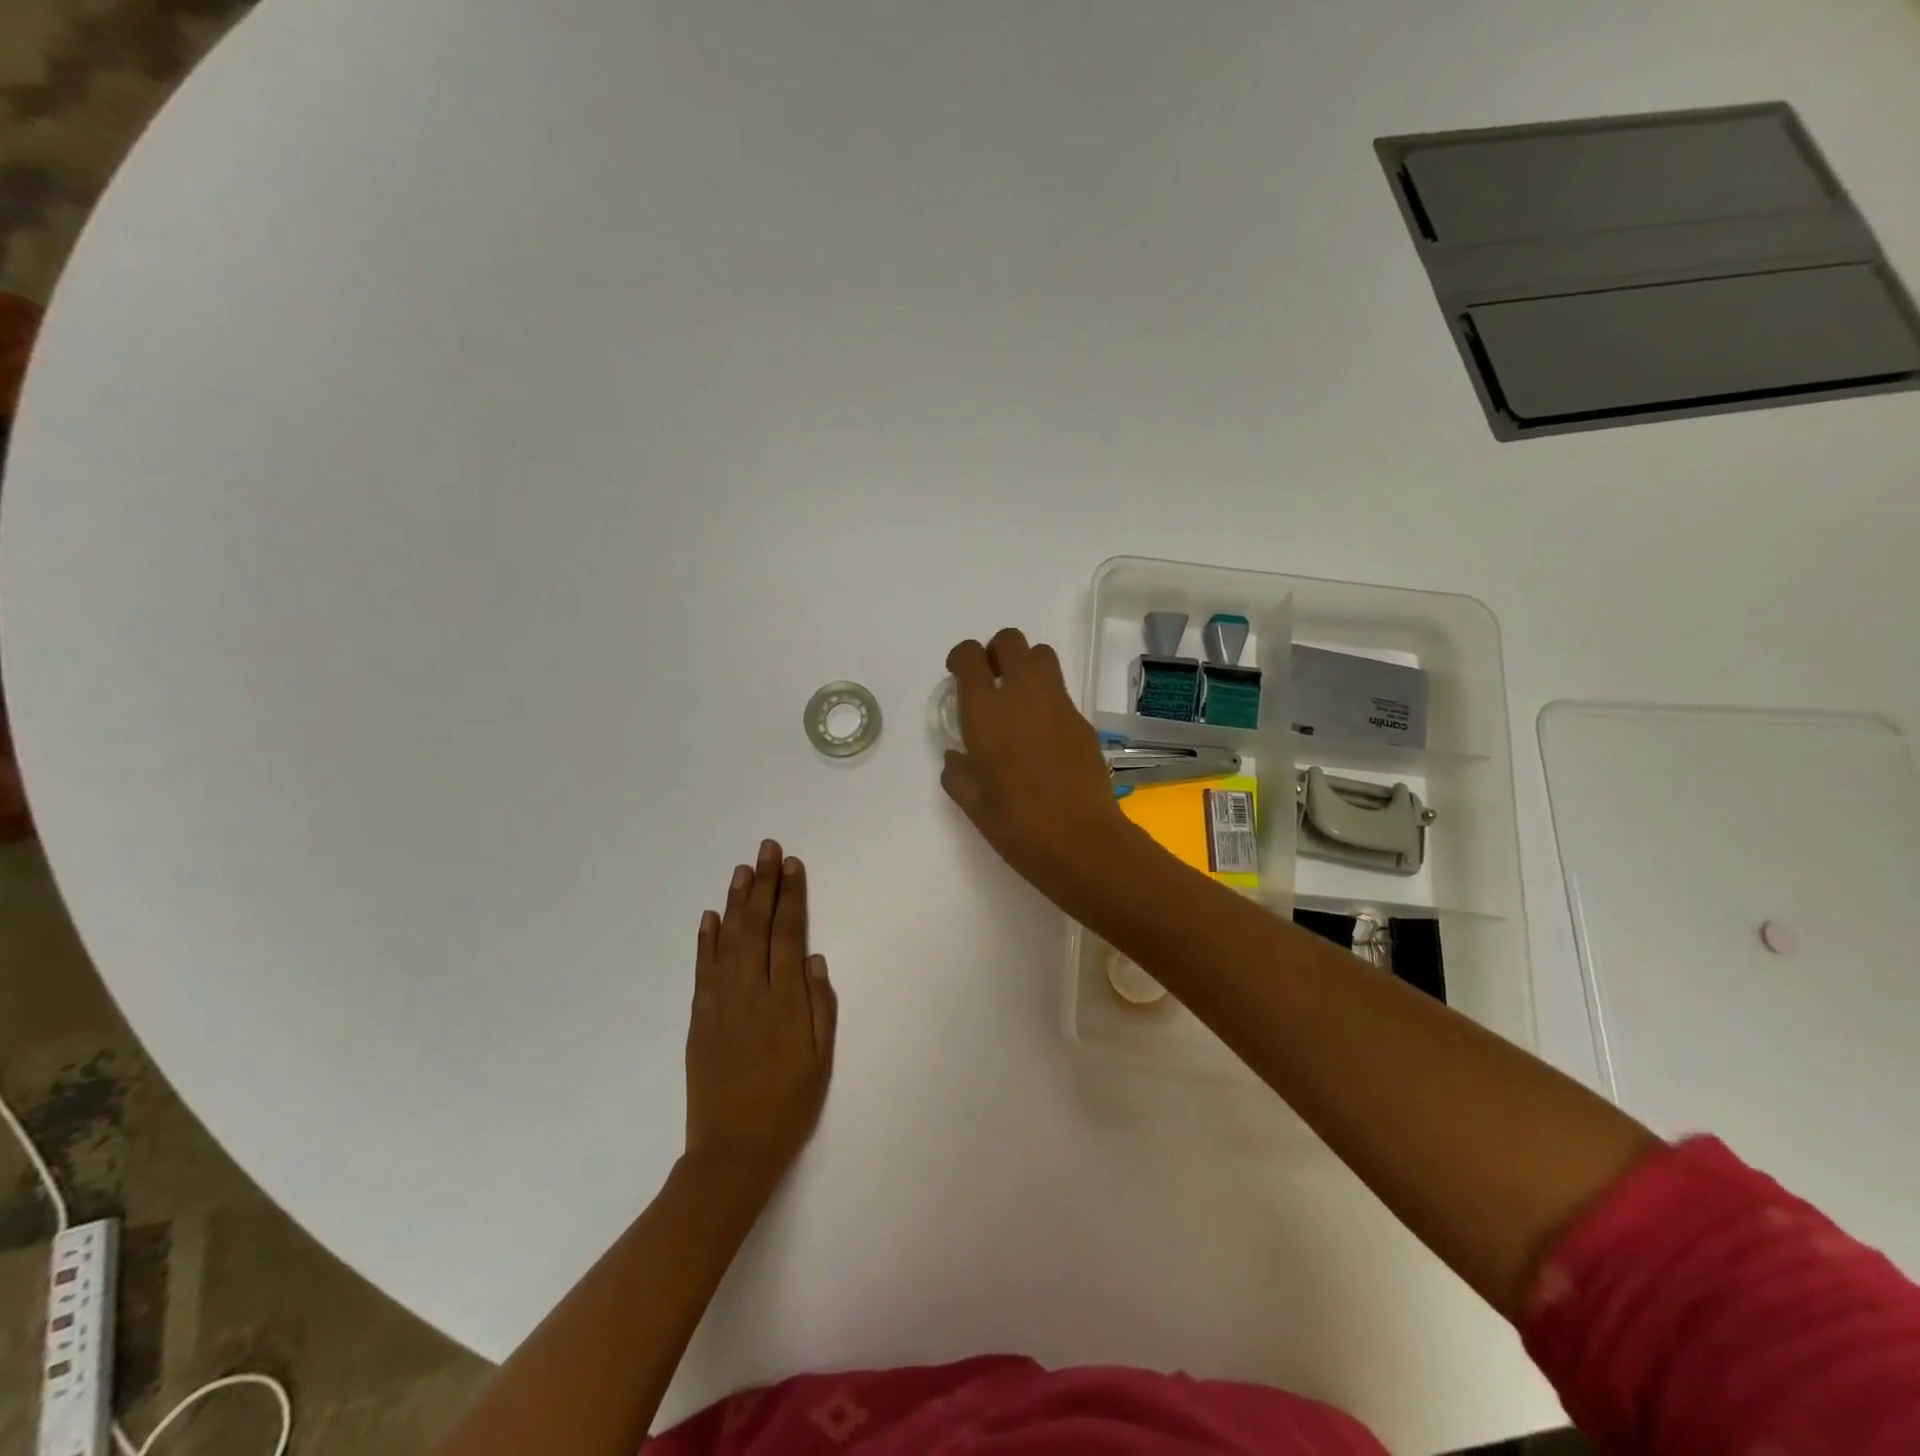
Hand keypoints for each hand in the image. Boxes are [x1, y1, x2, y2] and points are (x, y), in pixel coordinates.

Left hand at [684, 839, 836, 1198]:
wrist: (732, 1152)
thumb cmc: (788, 1106)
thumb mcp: (820, 1060)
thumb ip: (820, 1006)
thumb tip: (813, 959)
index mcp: (784, 1000)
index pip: (788, 934)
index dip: (791, 896)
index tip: (792, 865)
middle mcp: (750, 991)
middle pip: (757, 926)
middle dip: (764, 884)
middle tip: (766, 848)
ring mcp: (720, 1002)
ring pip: (729, 939)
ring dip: (736, 901)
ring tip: (742, 869)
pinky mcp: (699, 1017)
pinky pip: (702, 969)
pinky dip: (706, 940)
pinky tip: (710, 916)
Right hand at [941, 628, 1134, 900]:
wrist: (1081, 841)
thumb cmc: (1017, 825)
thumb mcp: (973, 804)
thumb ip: (958, 773)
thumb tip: (957, 757)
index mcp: (987, 713)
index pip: (971, 657)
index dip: (962, 657)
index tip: (959, 674)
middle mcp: (1023, 696)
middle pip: (1012, 641)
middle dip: (997, 651)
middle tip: (990, 680)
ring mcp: (1058, 705)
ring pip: (1043, 656)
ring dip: (1025, 666)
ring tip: (1017, 700)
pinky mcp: (1083, 721)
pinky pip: (1060, 692)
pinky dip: (1046, 698)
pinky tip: (1041, 734)